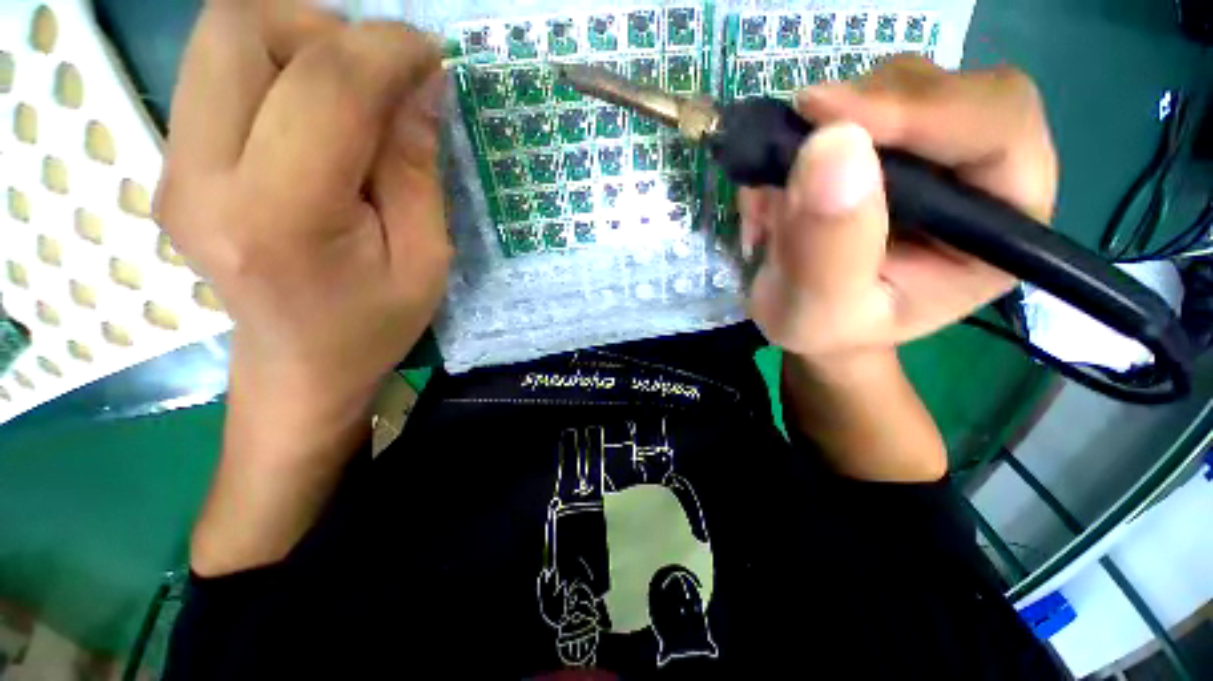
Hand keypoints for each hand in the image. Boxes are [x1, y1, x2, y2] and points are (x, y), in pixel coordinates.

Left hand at [157, 1, 449, 428]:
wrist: (299, 365)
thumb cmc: (374, 323)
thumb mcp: (425, 258)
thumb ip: (417, 169)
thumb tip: (420, 84)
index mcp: (281, 218)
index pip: (323, 86)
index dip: (385, 49)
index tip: (430, 56)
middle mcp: (202, 179)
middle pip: (239, 27)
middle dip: (325, 28)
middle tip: (379, 75)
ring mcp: (173, 167)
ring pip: (220, 35)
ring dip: (297, 38)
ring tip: (350, 91)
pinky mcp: (173, 162)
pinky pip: (216, 70)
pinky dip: (275, 63)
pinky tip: (315, 111)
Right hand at [741, 56, 1056, 359]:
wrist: (809, 321)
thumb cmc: (827, 330)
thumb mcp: (821, 310)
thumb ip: (830, 248)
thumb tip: (831, 147)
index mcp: (999, 227)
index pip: (996, 128)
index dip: (921, 110)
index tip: (826, 116)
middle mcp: (979, 174)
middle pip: (946, 90)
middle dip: (864, 110)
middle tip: (793, 139)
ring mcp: (930, 150)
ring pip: (891, 88)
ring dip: (819, 130)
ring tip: (773, 197)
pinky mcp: (884, 142)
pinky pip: (845, 109)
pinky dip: (796, 139)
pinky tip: (772, 193)